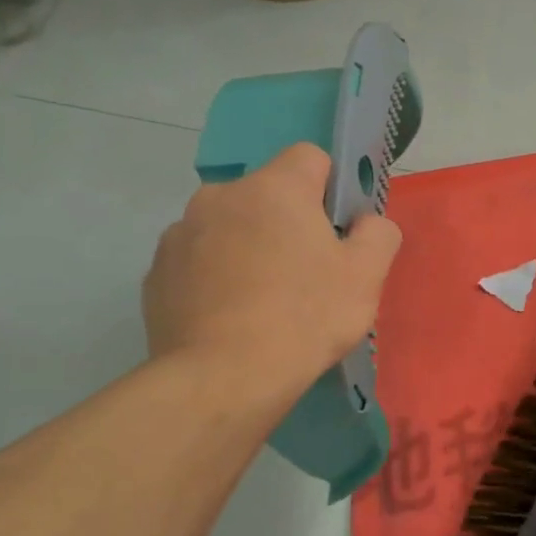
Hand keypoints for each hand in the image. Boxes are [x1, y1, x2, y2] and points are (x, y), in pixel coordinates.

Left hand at [144, 144, 401, 412]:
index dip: (330, 189)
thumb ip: (378, 234)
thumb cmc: (305, 318)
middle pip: (267, 195)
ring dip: (249, 248)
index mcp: (275, 188)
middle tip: (307, 274)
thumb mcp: (366, 276)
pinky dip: (217, 277)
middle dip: (287, 223)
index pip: (310, 157)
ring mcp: (181, 233)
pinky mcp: (157, 272)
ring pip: (230, 227)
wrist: (223, 377)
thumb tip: (366, 222)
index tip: (337, 231)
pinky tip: (232, 317)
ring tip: (264, 302)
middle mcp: (221, 196)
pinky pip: (199, 260)